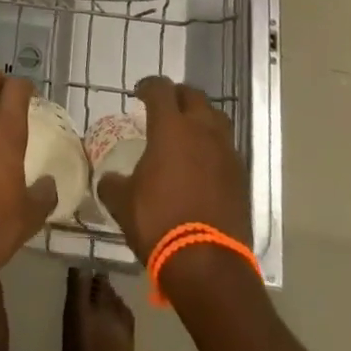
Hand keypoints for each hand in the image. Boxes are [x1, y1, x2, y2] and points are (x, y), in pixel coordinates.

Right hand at [97, 75, 250, 262]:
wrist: (207, 264)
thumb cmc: (159, 222)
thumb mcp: (123, 202)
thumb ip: (113, 183)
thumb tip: (109, 179)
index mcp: (170, 127)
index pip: (160, 89)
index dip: (147, 86)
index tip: (138, 94)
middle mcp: (202, 130)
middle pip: (193, 96)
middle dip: (177, 96)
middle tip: (164, 108)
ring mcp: (226, 152)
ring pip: (216, 118)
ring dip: (200, 117)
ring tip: (187, 132)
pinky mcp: (241, 176)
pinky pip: (226, 147)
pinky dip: (213, 146)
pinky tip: (203, 163)